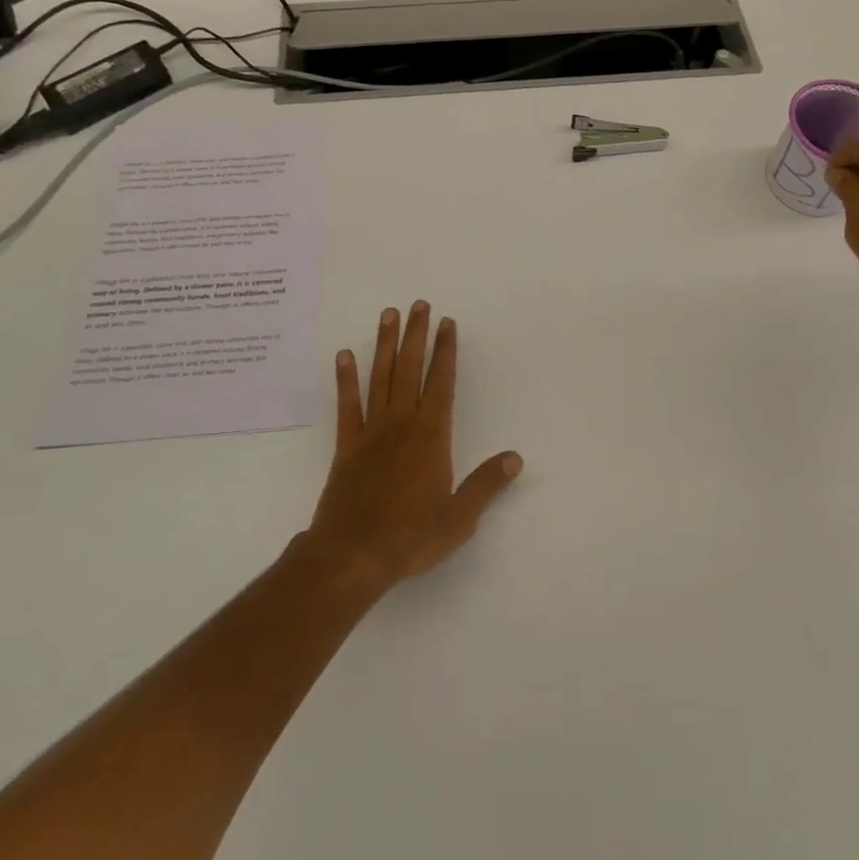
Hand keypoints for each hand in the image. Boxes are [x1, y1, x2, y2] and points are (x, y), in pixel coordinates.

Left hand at [302, 303, 522, 595]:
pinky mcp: (346, 446)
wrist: (351, 556)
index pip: (442, 382)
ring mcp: (371, 431)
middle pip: (411, 369)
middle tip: (419, 304)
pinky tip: (344, 355)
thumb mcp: (459, 517)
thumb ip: (486, 484)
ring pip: (380, 377)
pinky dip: (345, 379)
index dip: (446, 351)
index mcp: (431, 435)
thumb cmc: (410, 537)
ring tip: (388, 314)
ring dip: (385, 344)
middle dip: (417, 334)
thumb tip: (514, 458)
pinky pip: (347, 405)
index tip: (448, 323)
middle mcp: (401, 423)